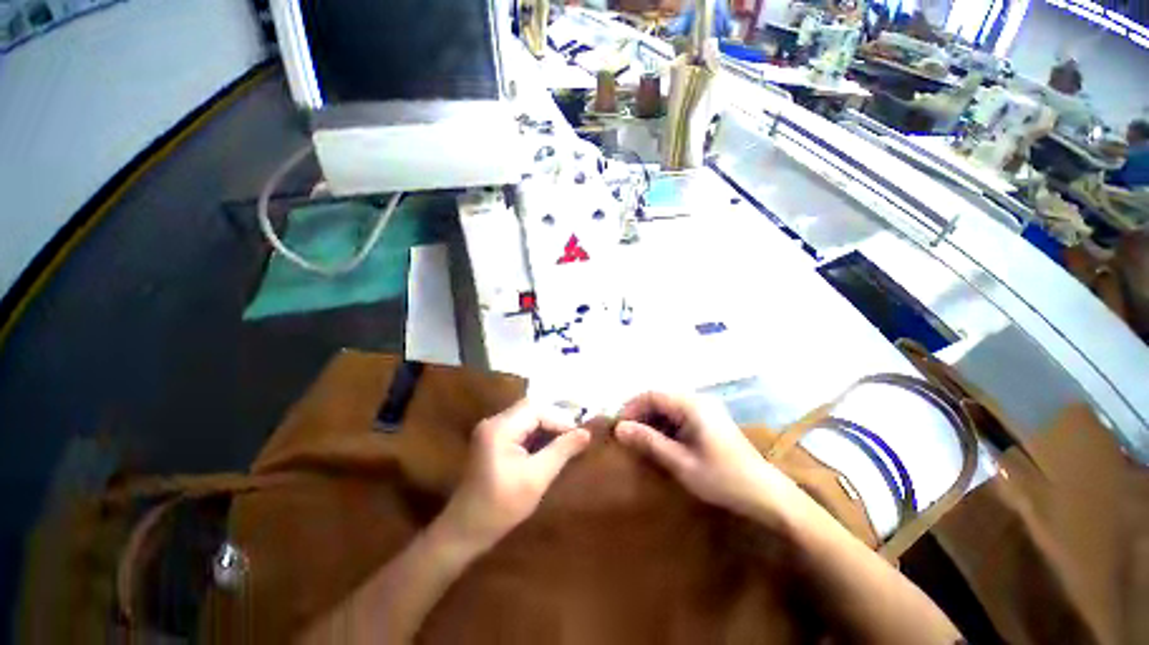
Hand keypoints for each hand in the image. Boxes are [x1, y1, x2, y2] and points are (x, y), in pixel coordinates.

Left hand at [435, 400, 591, 552]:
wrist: (464, 531)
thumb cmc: (501, 507)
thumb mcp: (536, 478)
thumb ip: (562, 451)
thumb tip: (586, 433)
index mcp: (500, 428)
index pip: (537, 410)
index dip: (560, 419)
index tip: (579, 436)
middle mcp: (493, 422)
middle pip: (531, 410)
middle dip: (554, 421)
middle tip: (574, 437)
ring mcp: (491, 430)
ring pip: (526, 418)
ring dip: (546, 428)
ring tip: (565, 443)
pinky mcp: (492, 440)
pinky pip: (519, 428)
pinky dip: (536, 435)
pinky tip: (548, 448)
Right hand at [614, 392, 803, 525]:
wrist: (766, 494)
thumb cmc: (723, 479)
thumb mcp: (681, 463)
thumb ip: (649, 442)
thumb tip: (620, 429)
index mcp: (692, 405)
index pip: (652, 394)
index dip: (632, 407)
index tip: (619, 427)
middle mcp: (698, 400)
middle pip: (660, 398)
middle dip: (640, 414)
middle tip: (627, 436)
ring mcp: (705, 409)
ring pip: (668, 406)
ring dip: (652, 420)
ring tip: (640, 441)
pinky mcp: (709, 420)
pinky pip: (679, 415)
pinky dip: (665, 426)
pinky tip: (661, 443)